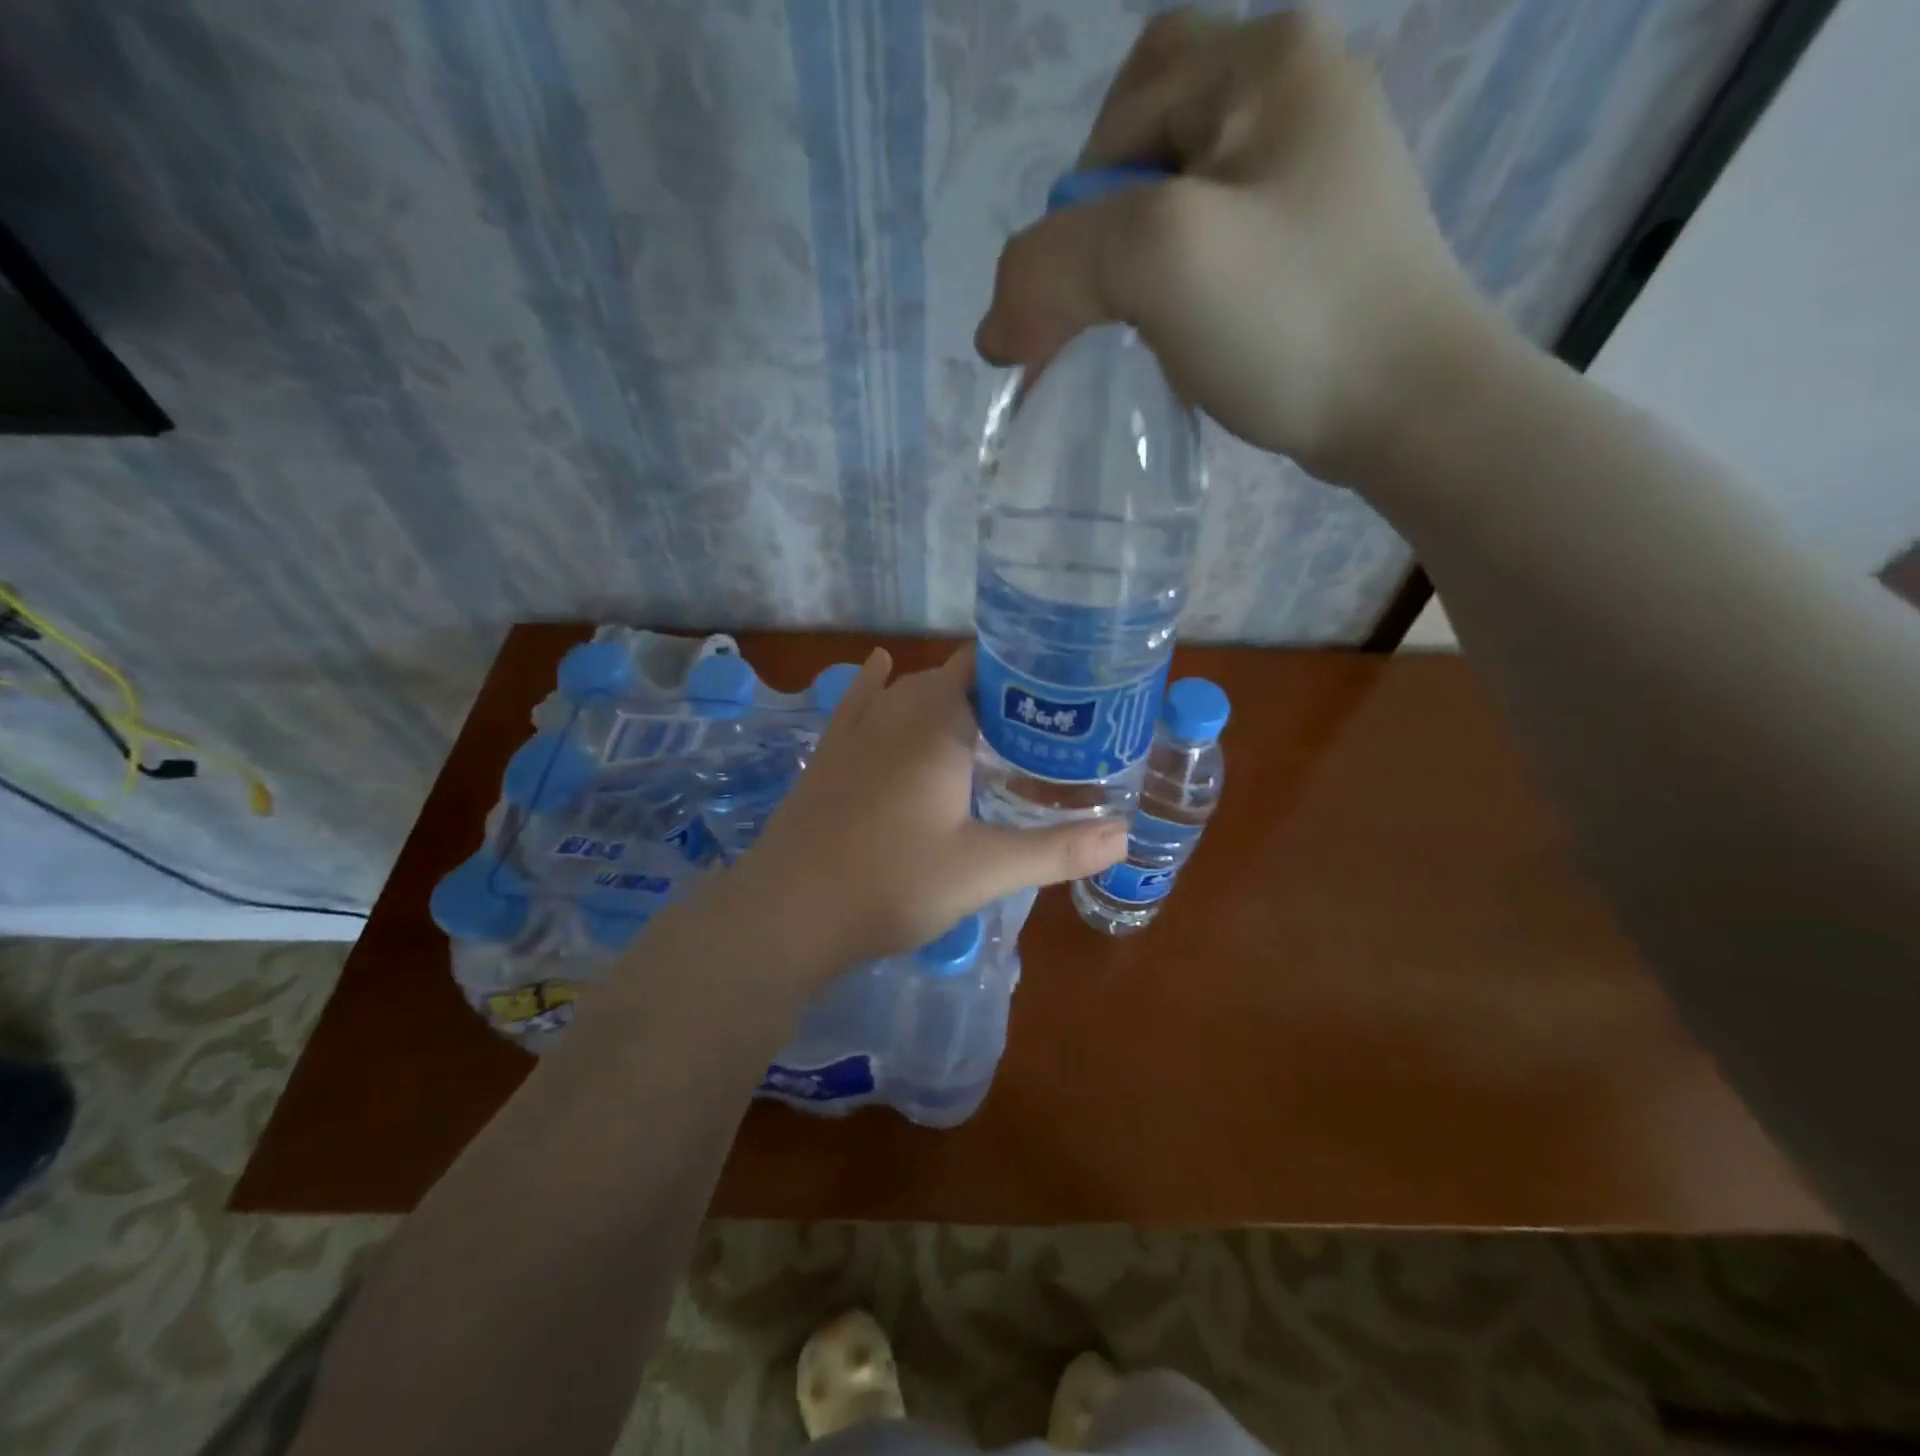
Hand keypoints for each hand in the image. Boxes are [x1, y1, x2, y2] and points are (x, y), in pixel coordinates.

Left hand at [731, 647, 1126, 970]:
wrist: (788, 911)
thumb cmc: (892, 882)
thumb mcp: (984, 870)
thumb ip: (1056, 850)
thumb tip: (1125, 836)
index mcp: (939, 726)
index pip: (986, 668)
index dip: (1024, 670)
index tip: (1062, 688)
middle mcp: (897, 712)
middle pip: (952, 679)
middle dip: (995, 690)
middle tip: (1040, 719)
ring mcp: (856, 731)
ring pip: (908, 690)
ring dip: (945, 694)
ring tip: (987, 712)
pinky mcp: (829, 754)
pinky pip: (858, 702)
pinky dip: (877, 684)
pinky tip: (879, 666)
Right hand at [974, 7, 1491, 484]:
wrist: (1407, 407)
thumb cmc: (1292, 317)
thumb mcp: (1159, 261)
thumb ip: (1052, 267)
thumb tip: (994, 328)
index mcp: (1267, 62)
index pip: (1125, 100)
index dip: (1082, 195)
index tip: (1094, 279)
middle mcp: (1297, 96)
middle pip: (1149, 150)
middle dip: (1109, 236)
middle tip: (1116, 309)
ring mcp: (1314, 176)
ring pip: (1178, 207)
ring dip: (1138, 273)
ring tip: (1150, 332)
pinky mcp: (1314, 247)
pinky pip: (1216, 251)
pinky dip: (1180, 295)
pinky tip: (1189, 340)